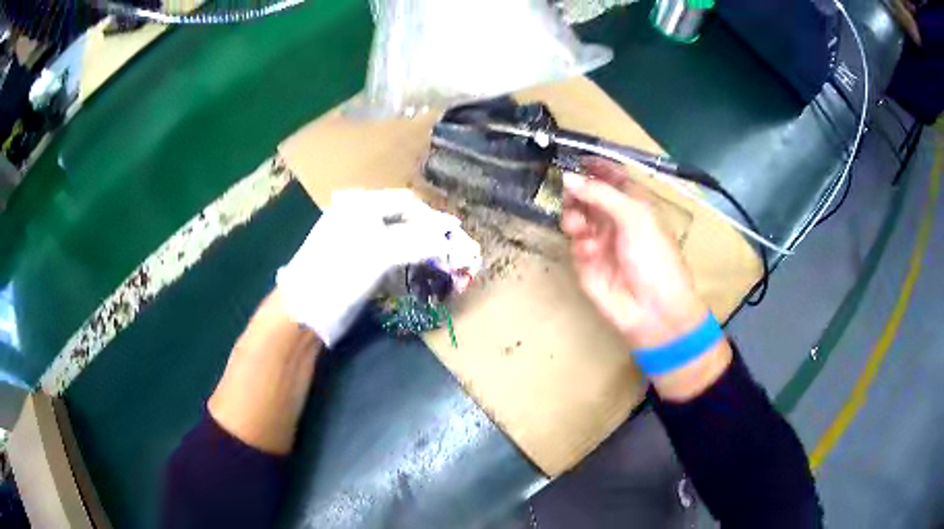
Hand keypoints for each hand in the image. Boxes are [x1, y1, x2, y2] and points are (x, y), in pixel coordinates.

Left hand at [277, 189, 480, 346]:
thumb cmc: (339, 274)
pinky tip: (417, 272)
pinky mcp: (357, 262)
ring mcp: (356, 240)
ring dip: (419, 249)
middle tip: (450, 250)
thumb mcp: (379, 254)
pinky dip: (405, 262)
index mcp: (360, 205)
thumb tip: (449, 239)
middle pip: (402, 219)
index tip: (454, 236)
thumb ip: (417, 243)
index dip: (432, 218)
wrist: (304, 310)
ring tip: (439, 262)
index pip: (406, 203)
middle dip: (428, 234)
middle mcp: (358, 217)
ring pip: (397, 238)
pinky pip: (388, 256)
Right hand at [561, 159, 709, 348]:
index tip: (575, 158)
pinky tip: (589, 251)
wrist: (652, 309)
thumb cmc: (654, 256)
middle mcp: (616, 219)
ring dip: (574, 217)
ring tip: (578, 226)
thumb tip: (567, 177)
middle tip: (570, 194)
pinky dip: (579, 244)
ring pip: (576, 217)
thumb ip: (600, 194)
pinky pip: (575, 244)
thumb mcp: (633, 216)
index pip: (612, 178)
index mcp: (634, 204)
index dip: (596, 167)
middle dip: (577, 193)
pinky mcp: (587, 263)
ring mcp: (600, 241)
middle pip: (588, 195)